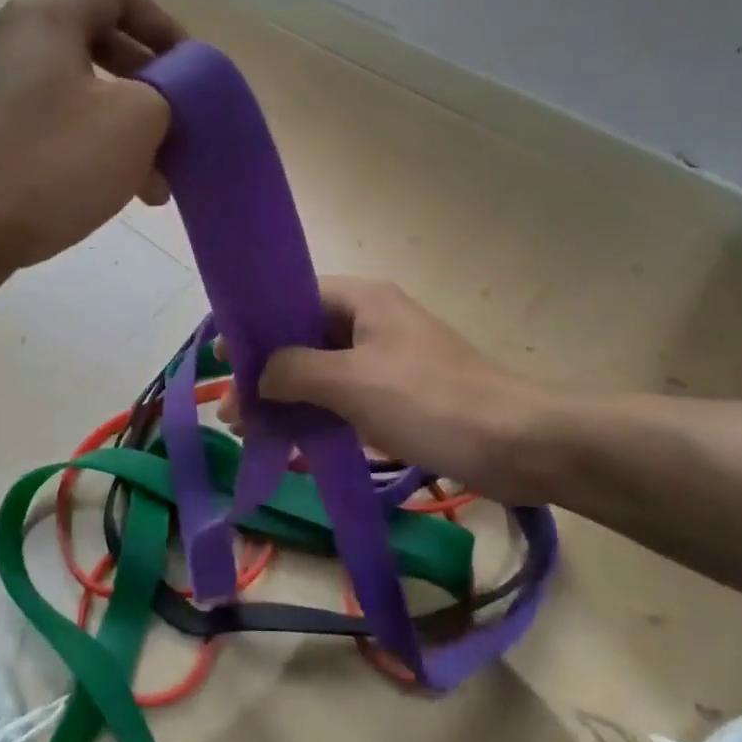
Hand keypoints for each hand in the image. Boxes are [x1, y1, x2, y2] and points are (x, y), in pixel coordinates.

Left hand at [0, 0, 184, 270]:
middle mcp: (15, 42)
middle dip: (152, 93)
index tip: (193, 78)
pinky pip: (53, 128)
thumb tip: (161, 100)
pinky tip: (116, 193)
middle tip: (180, 132)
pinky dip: (90, 151)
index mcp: (48, 18)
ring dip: (126, 132)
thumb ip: (168, 93)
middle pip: (104, 48)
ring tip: (157, 183)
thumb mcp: (134, 120)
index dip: (169, 32)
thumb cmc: (49, 163)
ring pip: (81, 97)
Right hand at [223, 277, 543, 500]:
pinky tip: (291, 439)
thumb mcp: (353, 381)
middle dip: (265, 371)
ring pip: (322, 370)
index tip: (224, 359)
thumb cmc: (430, 400)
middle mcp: (372, 321)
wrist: (517, 444)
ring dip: (286, 396)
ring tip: (250, 430)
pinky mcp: (398, 395)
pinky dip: (316, 414)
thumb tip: (259, 375)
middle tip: (231, 410)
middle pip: (304, 337)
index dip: (256, 325)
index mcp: (364, 300)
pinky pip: (344, 397)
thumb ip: (295, 371)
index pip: (294, 298)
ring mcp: (386, 359)